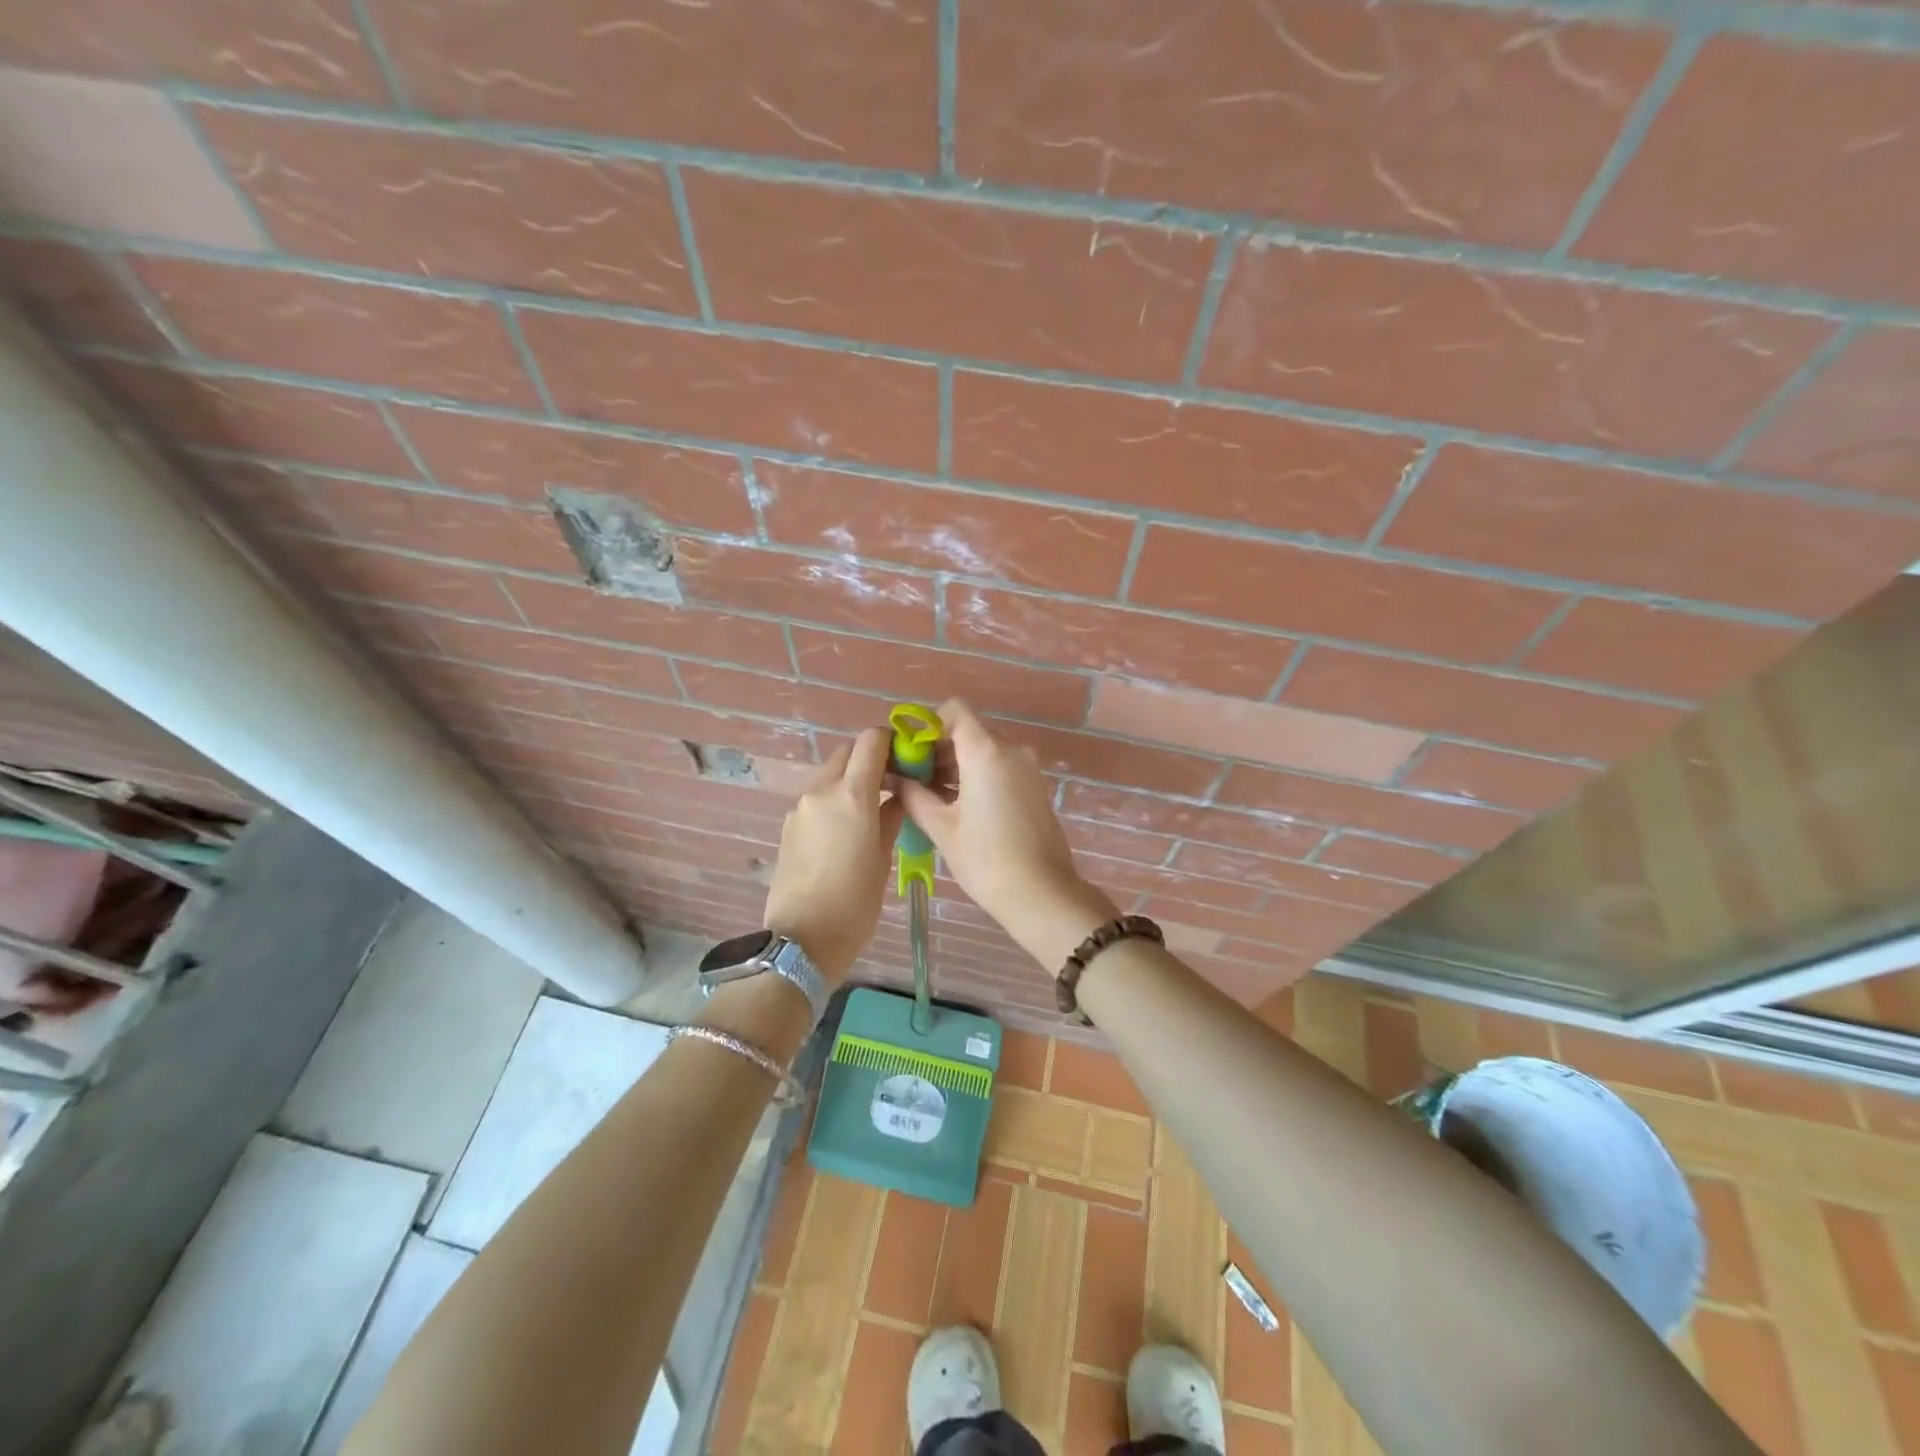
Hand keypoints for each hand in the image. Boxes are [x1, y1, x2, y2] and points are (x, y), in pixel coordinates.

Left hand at [761, 727, 903, 984]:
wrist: (802, 940)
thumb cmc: (855, 903)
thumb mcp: (883, 859)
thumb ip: (891, 818)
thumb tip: (897, 797)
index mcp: (852, 795)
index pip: (870, 741)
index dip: (890, 741)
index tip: (905, 757)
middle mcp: (821, 791)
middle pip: (847, 753)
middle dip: (869, 760)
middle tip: (889, 784)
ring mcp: (800, 808)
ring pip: (829, 776)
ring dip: (849, 781)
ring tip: (868, 812)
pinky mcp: (788, 826)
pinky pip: (815, 799)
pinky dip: (832, 801)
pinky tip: (844, 832)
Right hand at [893, 700, 1117, 967]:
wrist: (1042, 894)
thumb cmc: (985, 859)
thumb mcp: (941, 827)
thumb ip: (914, 795)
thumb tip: (894, 778)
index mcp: (986, 751)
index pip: (955, 710)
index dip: (929, 725)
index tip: (911, 753)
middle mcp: (1011, 750)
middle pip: (969, 731)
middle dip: (939, 749)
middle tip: (914, 780)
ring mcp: (1028, 768)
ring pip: (985, 751)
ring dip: (958, 765)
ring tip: (932, 798)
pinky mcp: (1036, 787)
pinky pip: (1001, 768)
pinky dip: (979, 777)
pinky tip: (960, 808)